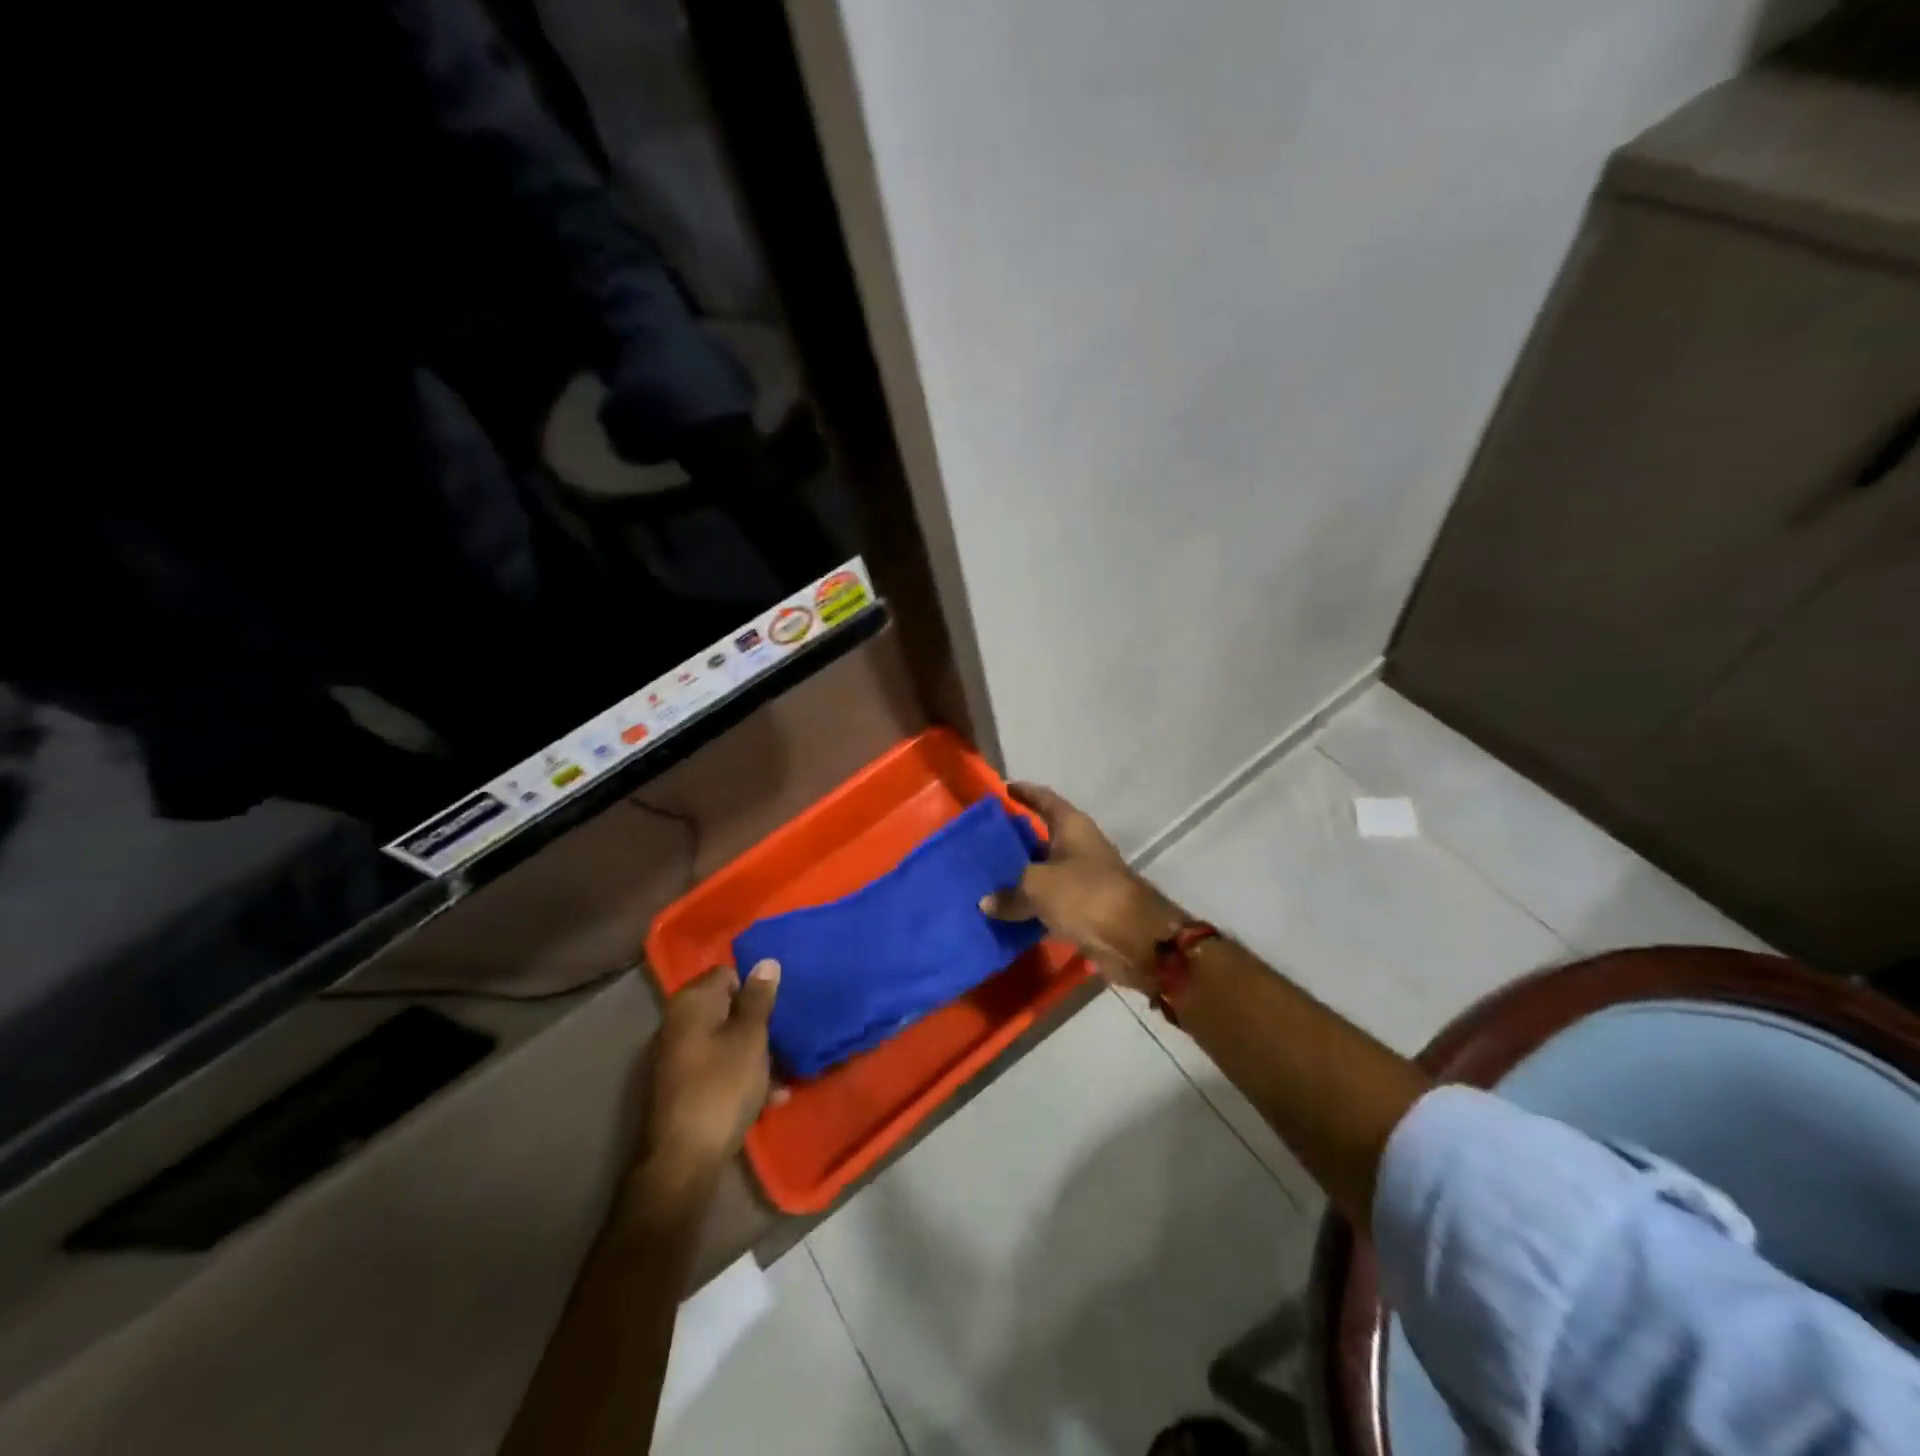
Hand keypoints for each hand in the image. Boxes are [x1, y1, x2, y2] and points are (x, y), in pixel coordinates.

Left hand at [639, 961, 780, 1188]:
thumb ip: (759, 998)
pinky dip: (740, 1075)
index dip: (755, 988)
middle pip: (726, 1008)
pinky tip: (768, 1097)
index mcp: (692, 1002)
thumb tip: (765, 962)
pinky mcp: (681, 1086)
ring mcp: (677, 1055)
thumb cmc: (722, 1086)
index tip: (777, 1008)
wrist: (683, 1160)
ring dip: (753, 1053)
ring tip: (782, 1074)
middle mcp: (678, 1022)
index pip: (728, 973)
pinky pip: (717, 1067)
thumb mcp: (750, 1038)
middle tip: (783, 1038)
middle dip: (757, 1023)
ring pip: (724, 1040)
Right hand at [980, 784, 1184, 992]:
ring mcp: (1083, 879)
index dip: (1024, 792)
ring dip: (1019, 878)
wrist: (1133, 938)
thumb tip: (986, 903)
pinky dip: (1029, 908)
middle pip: (1042, 837)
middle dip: (1015, 840)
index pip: (1044, 800)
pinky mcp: (1084, 910)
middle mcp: (1079, 847)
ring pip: (1043, 874)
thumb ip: (1009, 893)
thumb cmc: (1085, 894)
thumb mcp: (1038, 886)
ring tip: (985, 879)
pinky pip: (1049, 904)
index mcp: (1072, 826)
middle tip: (982, 842)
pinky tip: (1003, 913)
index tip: (1002, 789)